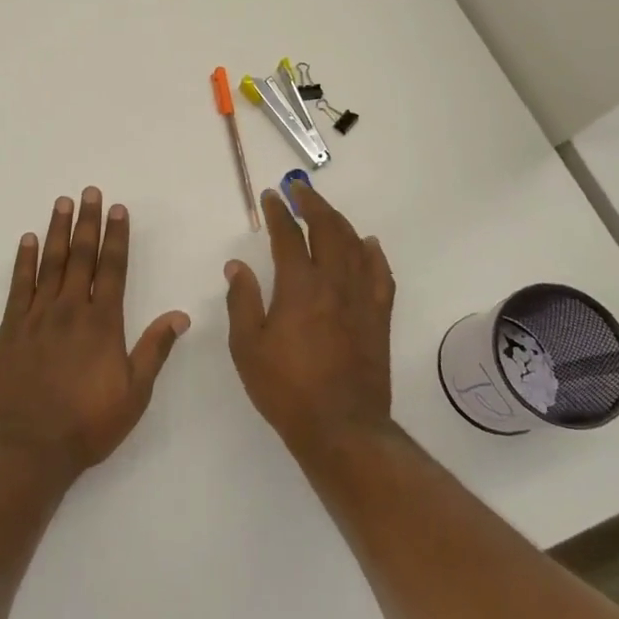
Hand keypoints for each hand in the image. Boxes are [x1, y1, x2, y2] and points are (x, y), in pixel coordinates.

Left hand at [0, 188, 190, 476]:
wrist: (29, 446)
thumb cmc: (88, 423)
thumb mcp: (134, 393)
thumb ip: (154, 349)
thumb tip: (179, 315)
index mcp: (103, 322)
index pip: (112, 268)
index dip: (116, 236)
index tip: (118, 209)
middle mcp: (70, 309)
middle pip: (81, 256)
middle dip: (87, 222)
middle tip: (89, 192)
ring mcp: (37, 316)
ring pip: (50, 263)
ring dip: (57, 231)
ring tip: (62, 203)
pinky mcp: (11, 328)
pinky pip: (18, 285)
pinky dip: (24, 260)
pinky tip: (28, 240)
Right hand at [224, 184, 395, 460]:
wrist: (341, 428)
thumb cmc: (286, 388)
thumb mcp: (247, 347)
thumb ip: (242, 301)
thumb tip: (237, 265)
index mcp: (299, 287)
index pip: (288, 236)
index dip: (278, 212)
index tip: (271, 196)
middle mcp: (334, 283)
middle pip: (328, 229)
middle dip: (313, 204)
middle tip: (299, 190)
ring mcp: (362, 299)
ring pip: (356, 245)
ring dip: (339, 222)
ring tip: (325, 211)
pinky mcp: (379, 317)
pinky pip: (381, 274)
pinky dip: (373, 253)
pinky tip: (368, 244)